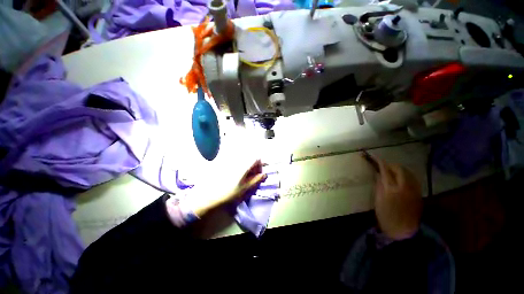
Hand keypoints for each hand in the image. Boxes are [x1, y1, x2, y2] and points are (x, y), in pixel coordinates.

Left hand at [192, 160, 266, 216]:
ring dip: (247, 166)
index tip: (258, 174)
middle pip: (250, 158)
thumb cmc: (230, 192)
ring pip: (244, 160)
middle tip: (252, 177)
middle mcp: (238, 160)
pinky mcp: (225, 163)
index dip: (260, 166)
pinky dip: (240, 167)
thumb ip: (256, 180)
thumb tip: (265, 174)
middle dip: (254, 166)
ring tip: (245, 177)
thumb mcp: (245, 188)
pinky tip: (237, 175)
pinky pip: (237, 161)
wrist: (211, 195)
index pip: (257, 159)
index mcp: (244, 165)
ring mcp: (231, 161)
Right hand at [370, 155, 422, 239]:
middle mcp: (404, 186)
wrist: (403, 229)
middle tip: (383, 166)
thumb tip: (378, 175)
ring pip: (408, 172)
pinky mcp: (418, 193)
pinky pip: (413, 179)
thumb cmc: (386, 215)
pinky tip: (401, 179)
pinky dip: (406, 175)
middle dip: (391, 165)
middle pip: (399, 168)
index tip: (374, 157)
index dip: (380, 162)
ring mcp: (413, 189)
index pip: (385, 170)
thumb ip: (379, 185)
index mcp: (391, 189)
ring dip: (399, 169)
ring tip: (392, 171)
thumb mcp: (378, 200)